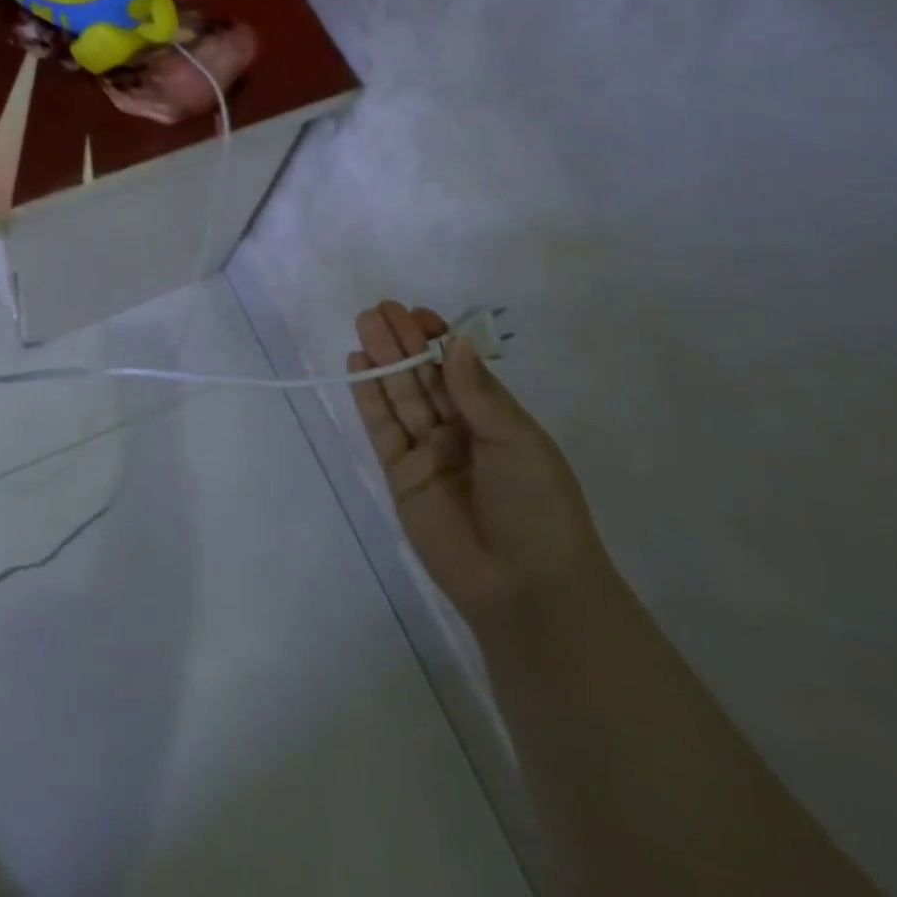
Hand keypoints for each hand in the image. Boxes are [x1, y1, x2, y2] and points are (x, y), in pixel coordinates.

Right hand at [349, 301, 615, 628]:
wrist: (525, 586)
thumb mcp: (517, 442)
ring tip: (364, 324)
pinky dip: (368, 397)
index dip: (438, 341)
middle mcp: (458, 430)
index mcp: (495, 420)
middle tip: (379, 309)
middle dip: (403, 343)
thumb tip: (456, 342)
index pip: (459, 369)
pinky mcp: (399, 473)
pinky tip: (358, 366)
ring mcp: (426, 452)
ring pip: (400, 396)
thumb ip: (478, 393)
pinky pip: (381, 428)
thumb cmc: (538, 507)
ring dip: (382, 361)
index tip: (418, 314)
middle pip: (424, 378)